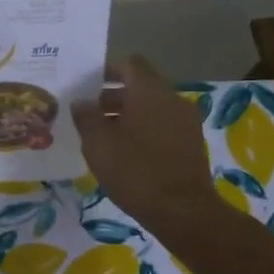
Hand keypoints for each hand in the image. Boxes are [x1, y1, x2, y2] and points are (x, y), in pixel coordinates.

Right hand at [72, 56, 223, 231]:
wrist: (182, 210)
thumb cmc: (135, 170)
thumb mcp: (98, 144)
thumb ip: (86, 117)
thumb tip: (81, 101)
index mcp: (149, 90)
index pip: (129, 63)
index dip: (107, 70)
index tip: (87, 85)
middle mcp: (172, 98)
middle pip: (141, 86)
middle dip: (114, 96)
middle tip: (90, 114)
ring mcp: (186, 121)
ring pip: (153, 107)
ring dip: (129, 115)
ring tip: (105, 137)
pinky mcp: (192, 143)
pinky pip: (163, 126)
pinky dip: (145, 130)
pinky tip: (128, 153)